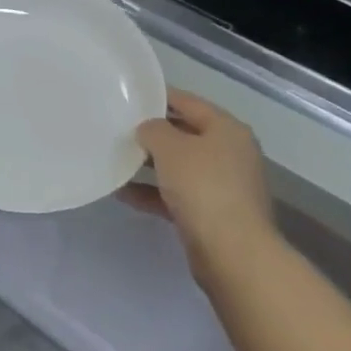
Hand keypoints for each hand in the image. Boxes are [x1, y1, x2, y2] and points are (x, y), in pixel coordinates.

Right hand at [124, 90, 275, 264]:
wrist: (234, 255)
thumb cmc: (204, 187)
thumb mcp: (170, 147)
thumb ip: (153, 129)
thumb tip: (148, 129)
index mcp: (227, 129)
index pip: (189, 102)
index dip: (160, 96)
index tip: (131, 95)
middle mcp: (230, 154)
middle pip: (185, 135)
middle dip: (153, 133)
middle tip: (120, 128)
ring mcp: (223, 186)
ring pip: (180, 167)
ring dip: (150, 165)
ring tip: (117, 159)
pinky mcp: (213, 216)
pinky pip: (177, 195)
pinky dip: (153, 193)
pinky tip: (123, 193)